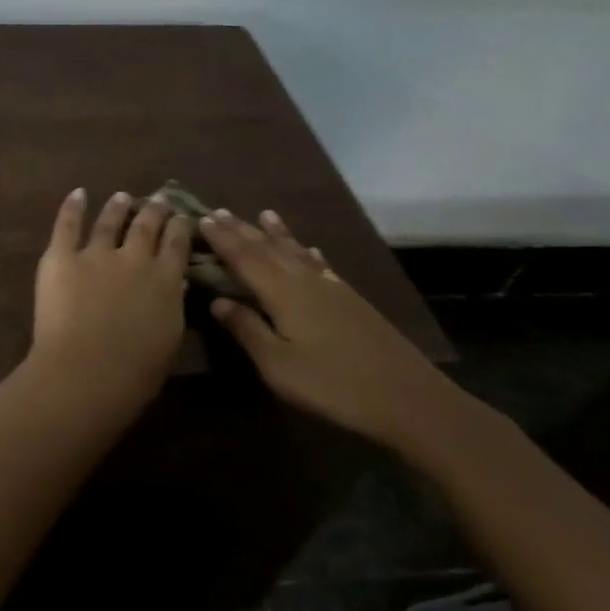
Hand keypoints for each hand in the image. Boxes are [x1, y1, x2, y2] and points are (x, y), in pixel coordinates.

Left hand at [32, 189, 190, 388]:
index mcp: (165, 280)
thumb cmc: (135, 372)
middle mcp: (134, 258)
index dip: (180, 225)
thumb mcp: (169, 339)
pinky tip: (78, 194)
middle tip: (159, 198)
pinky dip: (72, 207)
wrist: (87, 371)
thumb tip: (176, 282)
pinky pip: (67, 225)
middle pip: (146, 225)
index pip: (177, 242)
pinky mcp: (62, 257)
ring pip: (109, 221)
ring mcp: (96, 254)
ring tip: (123, 196)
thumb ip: (172, 306)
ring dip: (118, 206)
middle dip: (155, 209)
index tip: (183, 215)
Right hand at [199, 209, 470, 451]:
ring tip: (264, 214)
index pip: (244, 258)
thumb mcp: (278, 366)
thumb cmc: (333, 385)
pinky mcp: (353, 301)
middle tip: (219, 211)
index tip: (201, 219)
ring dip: (277, 234)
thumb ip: (247, 330)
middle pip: (269, 249)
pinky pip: (322, 265)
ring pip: (297, 252)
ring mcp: (333, 289)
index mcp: (283, 294)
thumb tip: (217, 300)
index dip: (222, 238)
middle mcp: (306, 281)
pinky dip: (310, 253)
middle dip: (242, 230)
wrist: (408, 399)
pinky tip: (311, 250)